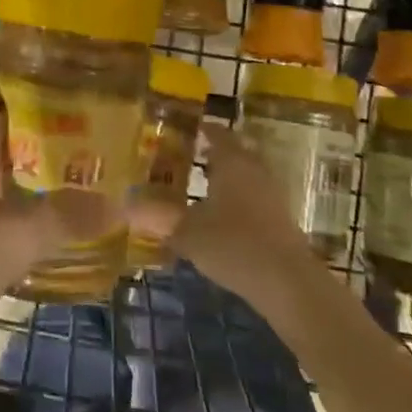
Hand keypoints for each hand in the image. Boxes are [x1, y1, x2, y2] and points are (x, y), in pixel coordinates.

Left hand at [0, 34, 112, 352]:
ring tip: (72, 151)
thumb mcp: (7, 242)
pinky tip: (27, 200)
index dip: (7, 39)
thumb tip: (123, 205)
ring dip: (20, 139)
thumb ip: (65, 220)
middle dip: (37, 97)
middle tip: (92, 107)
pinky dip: (0, 172)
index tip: (56, 44)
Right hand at [163, 122, 317, 304]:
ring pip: (247, 175)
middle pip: (236, 152)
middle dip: (216, 152)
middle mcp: (255, 170)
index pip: (217, 134)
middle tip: (192, 156)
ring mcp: (272, 194)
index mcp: (232, 161)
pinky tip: (223, 218)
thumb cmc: (233, 244)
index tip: (187, 129)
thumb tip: (124, 205)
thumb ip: (158, 216)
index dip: (202, 130)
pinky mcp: (281, 219)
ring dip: (228, 177)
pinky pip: (255, 197)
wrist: (287, 282)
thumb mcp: (187, 231)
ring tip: (203, 187)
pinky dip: (239, 200)